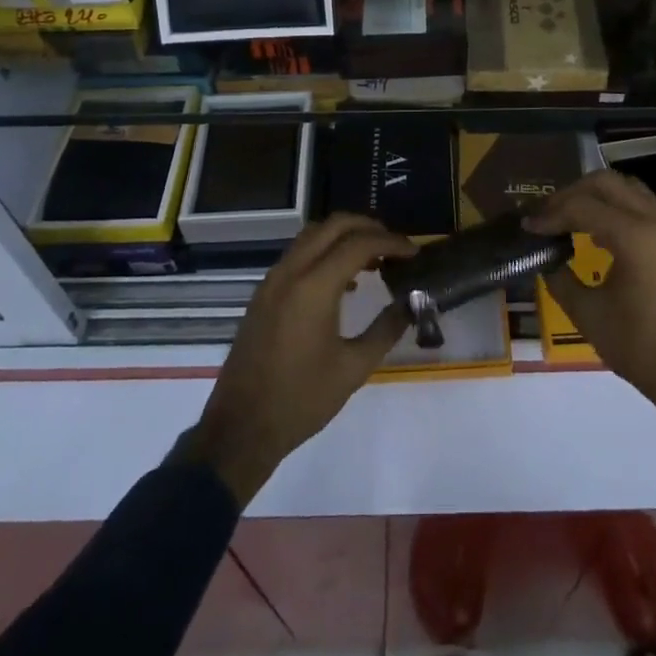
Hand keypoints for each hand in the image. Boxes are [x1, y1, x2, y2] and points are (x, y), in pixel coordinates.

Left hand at [183, 214, 415, 506]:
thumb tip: (411, 304)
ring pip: (313, 235)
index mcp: (313, 287)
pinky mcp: (264, 293)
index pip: (359, 244)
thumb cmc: (301, 401)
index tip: (414, 252)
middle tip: (394, 246)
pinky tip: (343, 281)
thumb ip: (385, 329)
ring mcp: (273, 280)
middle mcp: (290, 272)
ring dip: (344, 237)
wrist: (240, 429)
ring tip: (373, 259)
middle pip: (333, 225)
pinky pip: (298, 254)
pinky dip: (324, 252)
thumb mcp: (352, 369)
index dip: (391, 242)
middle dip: (368, 227)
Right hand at [525, 169, 655, 436]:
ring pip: (626, 187)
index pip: (581, 206)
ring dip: (594, 195)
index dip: (550, 214)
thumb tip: (546, 257)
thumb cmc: (641, 348)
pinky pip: (641, 204)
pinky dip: (616, 206)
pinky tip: (597, 233)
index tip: (528, 228)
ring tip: (569, 217)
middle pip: (604, 182)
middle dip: (570, 194)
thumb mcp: (589, 315)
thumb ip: (560, 277)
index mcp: (634, 236)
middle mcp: (654, 220)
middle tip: (547, 216)